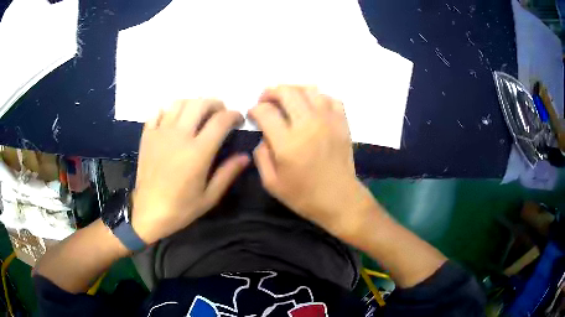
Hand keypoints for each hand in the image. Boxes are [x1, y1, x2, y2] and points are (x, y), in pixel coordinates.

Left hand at [132, 99, 249, 243]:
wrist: (149, 213)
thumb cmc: (181, 208)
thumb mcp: (210, 197)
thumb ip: (228, 173)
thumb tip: (246, 156)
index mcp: (198, 152)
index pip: (221, 120)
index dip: (234, 115)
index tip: (238, 120)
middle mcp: (180, 136)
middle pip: (200, 104)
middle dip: (216, 103)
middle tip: (220, 113)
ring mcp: (161, 133)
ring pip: (179, 103)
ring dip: (193, 103)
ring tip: (198, 114)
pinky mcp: (147, 136)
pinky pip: (157, 112)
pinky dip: (168, 110)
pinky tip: (173, 119)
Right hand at [249, 86, 374, 239]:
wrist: (340, 199)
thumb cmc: (304, 196)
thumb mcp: (271, 183)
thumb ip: (261, 155)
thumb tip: (264, 135)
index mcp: (288, 143)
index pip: (265, 111)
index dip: (254, 110)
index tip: (253, 115)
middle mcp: (308, 125)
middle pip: (287, 91)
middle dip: (270, 92)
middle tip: (266, 101)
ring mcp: (328, 121)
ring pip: (309, 89)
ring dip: (293, 91)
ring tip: (287, 101)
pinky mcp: (342, 123)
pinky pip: (330, 98)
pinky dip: (317, 97)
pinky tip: (311, 107)